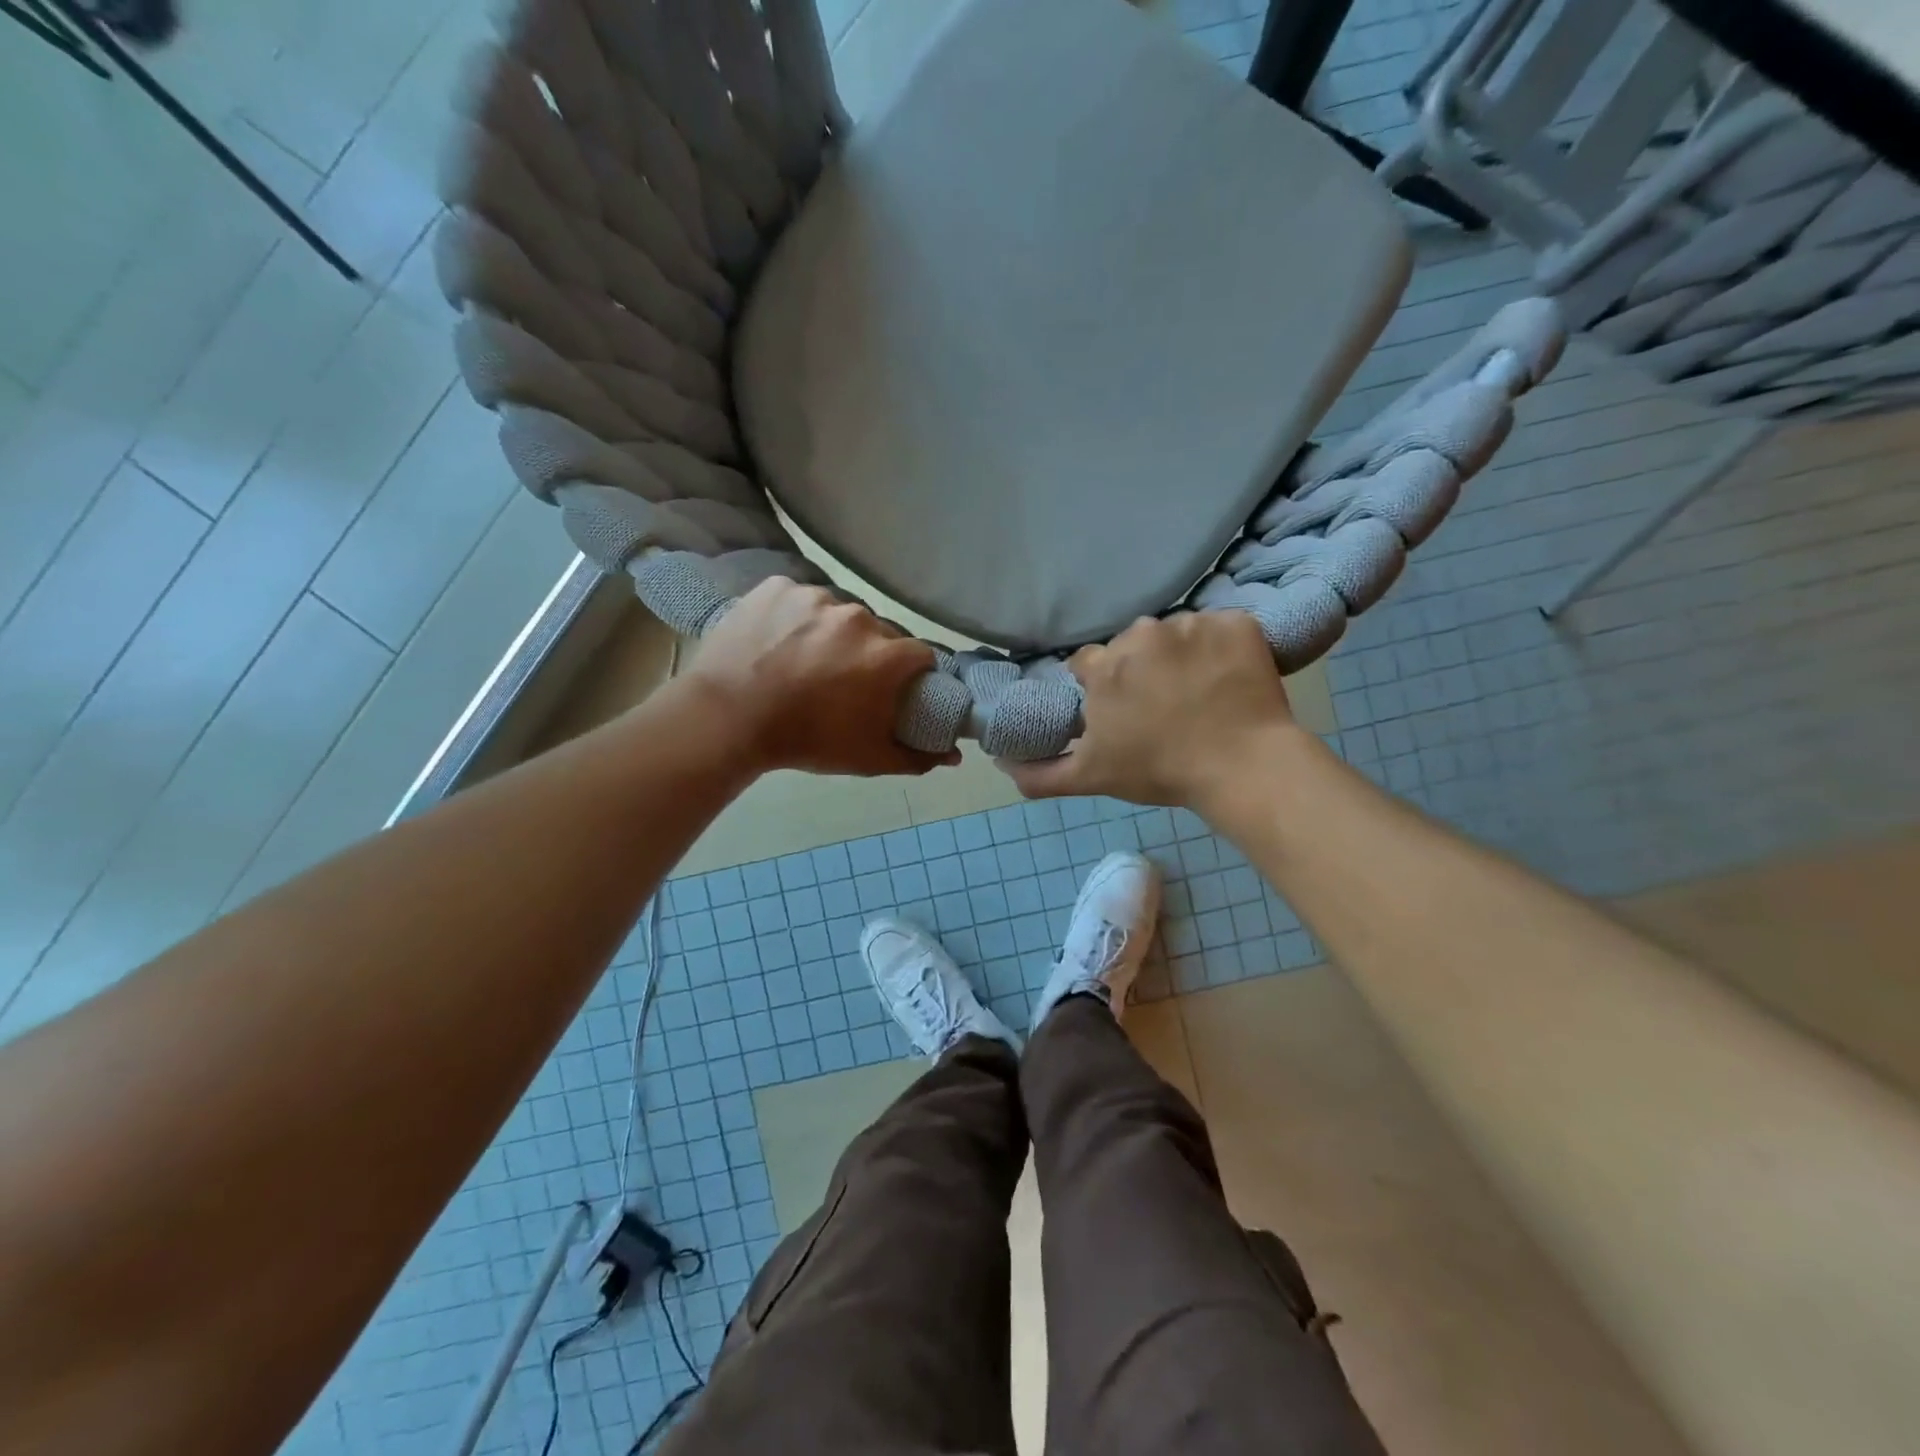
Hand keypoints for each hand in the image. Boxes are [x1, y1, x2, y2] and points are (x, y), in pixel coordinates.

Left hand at [676, 578, 954, 777]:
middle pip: (880, 631)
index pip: (921, 654)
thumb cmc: (805, 740)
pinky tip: (779, 640)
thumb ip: (917, 757)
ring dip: (833, 632)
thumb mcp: (867, 758)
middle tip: (844, 679)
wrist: (726, 718)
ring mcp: (815, 596)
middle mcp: (858, 616)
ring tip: (806, 658)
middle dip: (871, 653)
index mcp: (886, 655)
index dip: (911, 673)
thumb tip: (954, 756)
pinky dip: (796, 615)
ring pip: (839, 611)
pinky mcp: (779, 586)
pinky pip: (800, 597)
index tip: (894, 688)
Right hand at [998, 612, 1297, 808]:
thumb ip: (1040, 774)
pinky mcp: (1237, 623)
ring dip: (1181, 658)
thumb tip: (1002, 765)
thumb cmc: (1160, 771)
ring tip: (1198, 695)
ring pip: (1176, 635)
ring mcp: (1193, 624)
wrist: (1242, 767)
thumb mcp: (1091, 778)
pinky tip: (1228, 680)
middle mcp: (1143, 633)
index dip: (1102, 688)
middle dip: (1141, 670)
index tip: (1121, 711)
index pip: (1089, 663)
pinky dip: (1223, 649)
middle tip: (1162, 707)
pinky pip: (1222, 629)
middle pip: (1132, 646)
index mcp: (1104, 666)